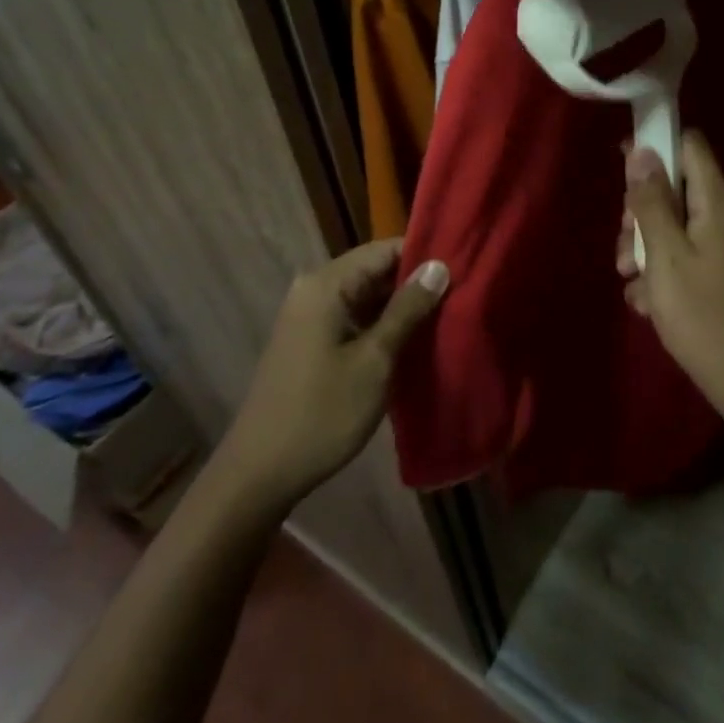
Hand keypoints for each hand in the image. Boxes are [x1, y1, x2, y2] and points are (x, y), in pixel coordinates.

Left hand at [225, 240, 447, 503]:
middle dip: (416, 282)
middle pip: (375, 270)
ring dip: (402, 306)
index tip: (464, 267)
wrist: (259, 473)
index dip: (425, 255)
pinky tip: (414, 338)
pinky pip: (354, 316)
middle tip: (463, 294)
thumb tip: (439, 266)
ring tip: (448, 314)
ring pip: (366, 295)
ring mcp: (309, 316)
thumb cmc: (322, 412)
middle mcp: (314, 289)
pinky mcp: (310, 340)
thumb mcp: (375, 360)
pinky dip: (382, 324)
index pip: (385, 249)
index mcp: (326, 284)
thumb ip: (408, 309)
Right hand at [619, 131, 723, 436]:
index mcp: (716, 204)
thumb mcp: (666, 255)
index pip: (690, 146)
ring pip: (670, 228)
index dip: (656, 144)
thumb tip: (641, 150)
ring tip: (630, 280)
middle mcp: (721, 219)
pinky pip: (679, 259)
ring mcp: (719, 250)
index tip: (621, 163)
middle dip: (640, 211)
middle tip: (625, 242)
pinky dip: (658, 275)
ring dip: (642, 249)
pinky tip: (647, 304)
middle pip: (674, 189)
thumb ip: (652, 202)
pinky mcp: (714, 278)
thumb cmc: (703, 314)